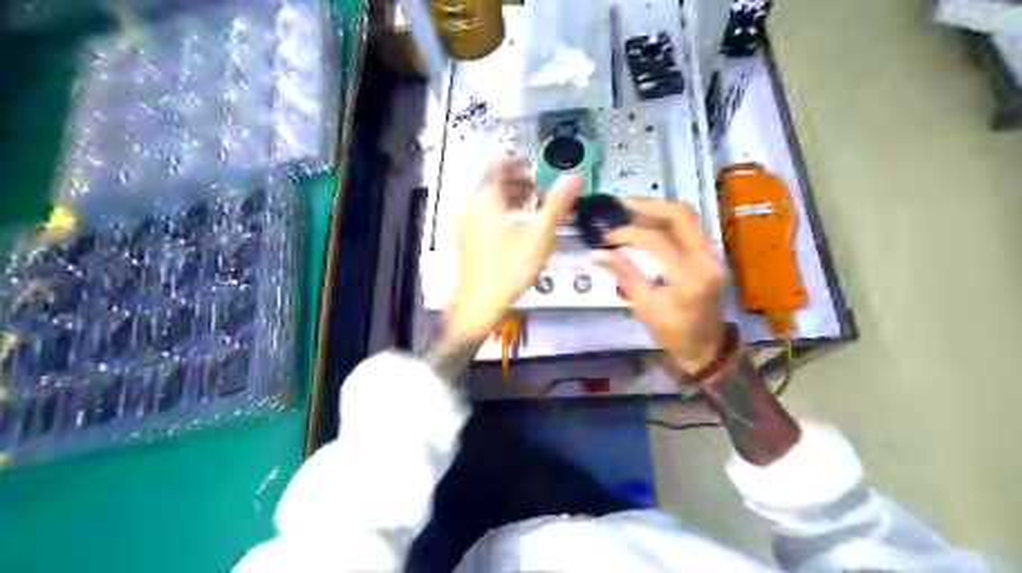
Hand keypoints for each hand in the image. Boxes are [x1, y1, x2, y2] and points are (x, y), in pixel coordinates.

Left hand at [448, 159, 583, 340]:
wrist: (480, 301)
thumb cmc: (507, 270)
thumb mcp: (539, 235)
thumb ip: (556, 204)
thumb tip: (572, 180)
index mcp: (486, 200)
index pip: (497, 167)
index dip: (516, 164)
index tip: (530, 168)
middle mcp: (471, 208)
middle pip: (492, 183)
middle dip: (515, 182)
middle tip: (535, 188)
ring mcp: (466, 224)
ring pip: (486, 199)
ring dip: (508, 197)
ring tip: (529, 206)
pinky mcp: (466, 238)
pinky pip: (482, 214)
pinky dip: (499, 211)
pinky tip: (515, 227)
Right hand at [592, 200, 726, 370]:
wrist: (707, 346)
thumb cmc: (673, 333)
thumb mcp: (645, 306)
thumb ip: (623, 273)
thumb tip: (596, 253)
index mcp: (690, 278)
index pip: (658, 241)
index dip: (629, 233)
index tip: (607, 236)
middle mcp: (707, 259)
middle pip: (680, 216)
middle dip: (648, 206)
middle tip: (621, 205)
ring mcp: (713, 254)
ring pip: (688, 216)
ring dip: (659, 208)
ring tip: (631, 208)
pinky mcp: (711, 253)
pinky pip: (691, 225)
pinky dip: (668, 218)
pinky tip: (648, 219)